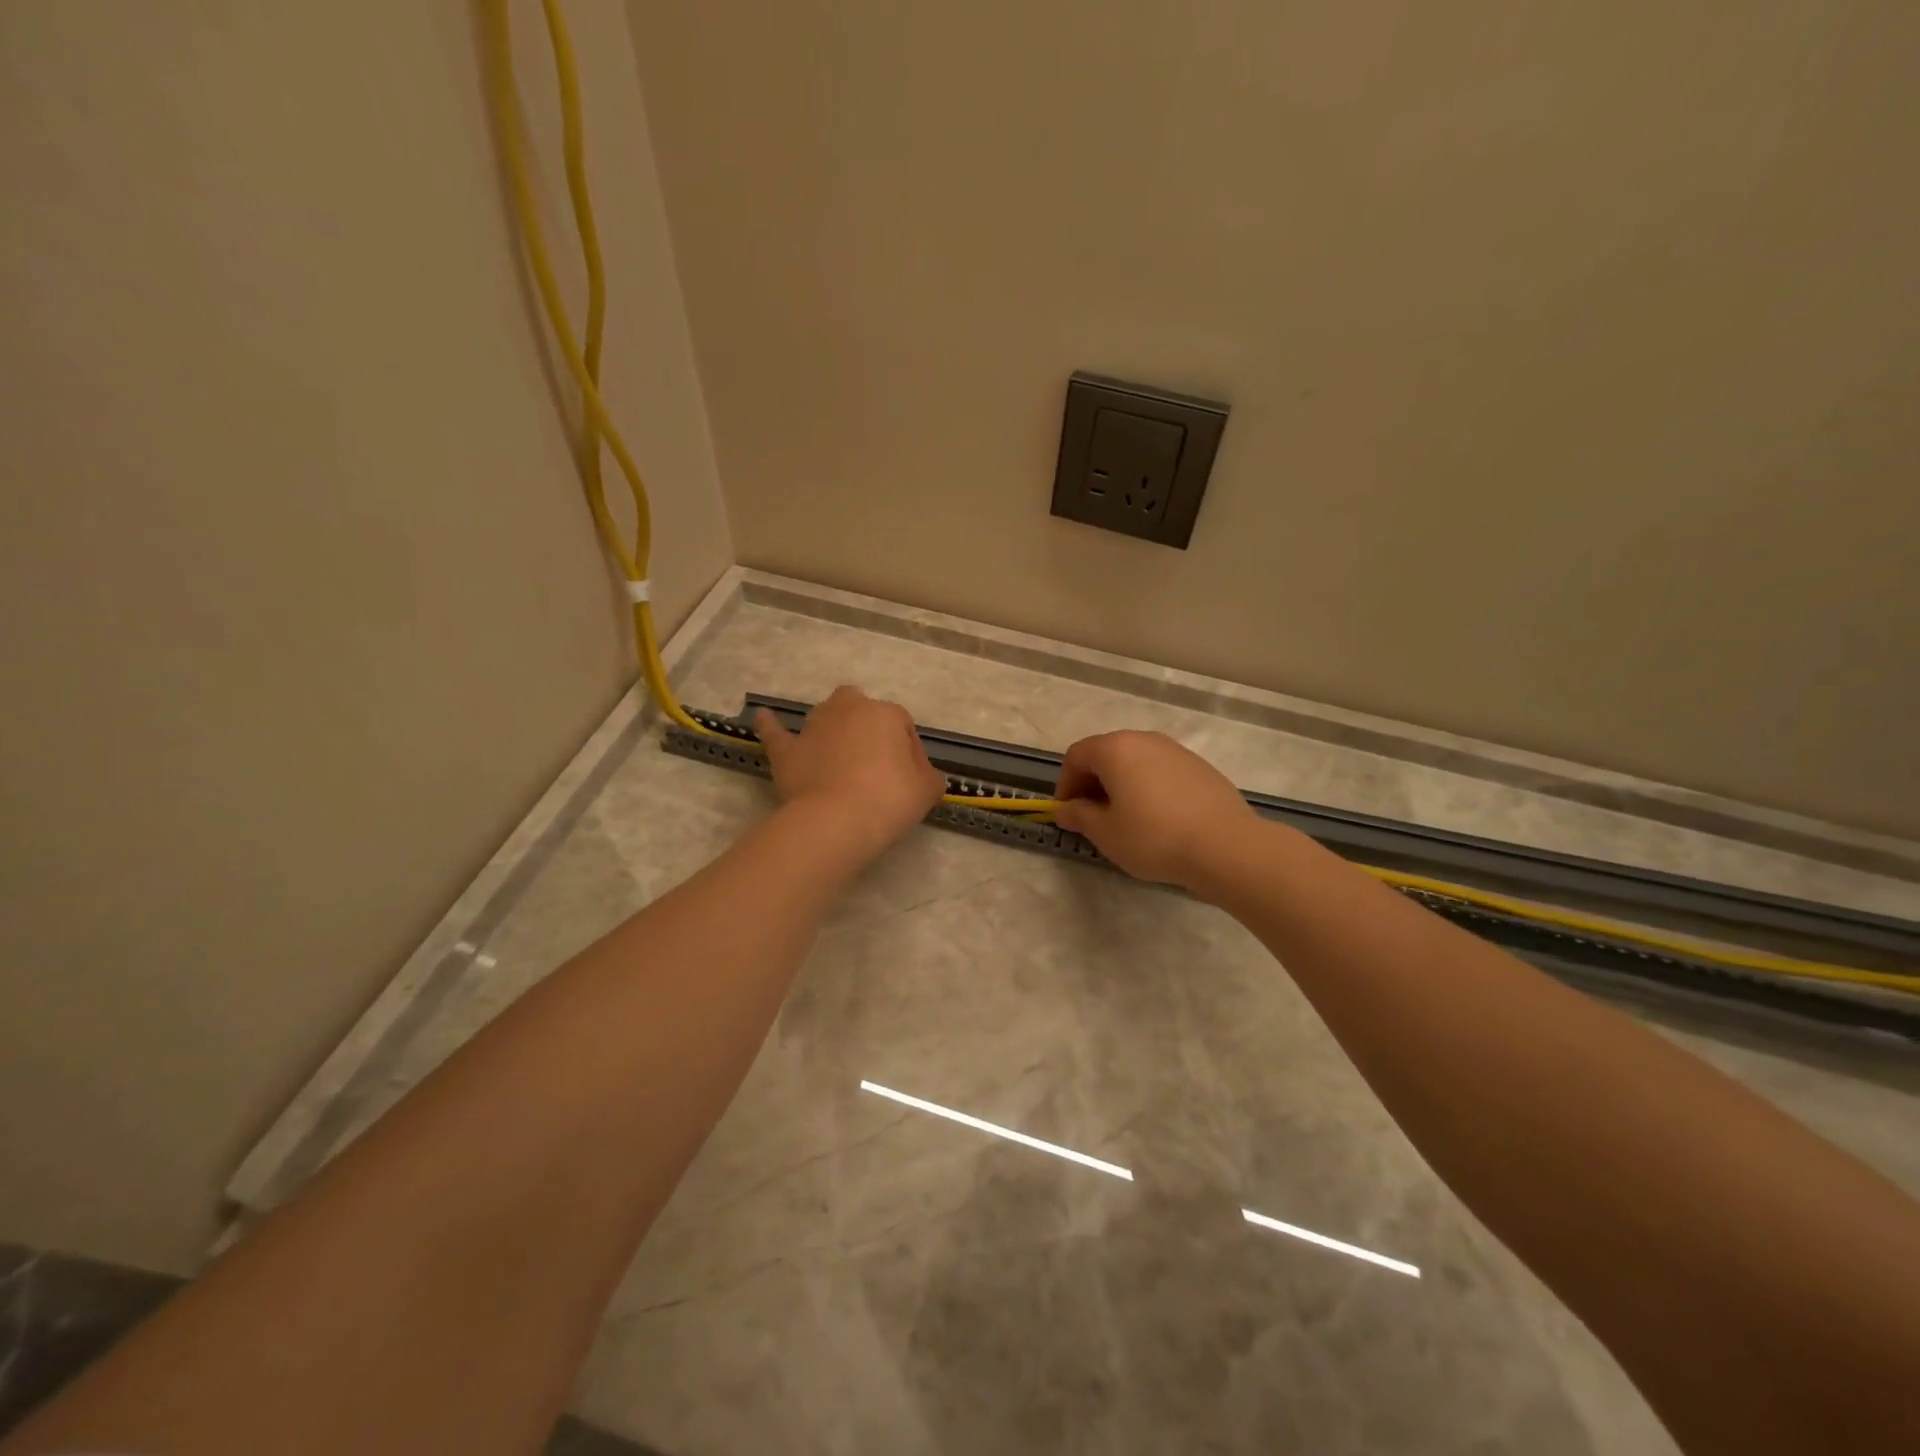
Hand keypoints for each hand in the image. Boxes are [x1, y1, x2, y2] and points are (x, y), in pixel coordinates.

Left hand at [753, 687, 944, 857]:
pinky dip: (772, 726)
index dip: (909, 752)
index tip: (910, 779)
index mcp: (886, 713)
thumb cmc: (889, 800)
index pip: (903, 725)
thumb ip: (930, 778)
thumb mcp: (927, 791)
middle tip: (873, 761)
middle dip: (865, 725)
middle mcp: (848, 710)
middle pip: (860, 707)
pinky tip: (764, 717)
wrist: (837, 821)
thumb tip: (925, 777)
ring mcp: (814, 727)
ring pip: (824, 717)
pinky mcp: (787, 750)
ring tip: (838, 757)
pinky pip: (777, 733)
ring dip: (832, 730)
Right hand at [1054, 730, 1255, 889]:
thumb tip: (1065, 809)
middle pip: (1106, 754)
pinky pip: (1160, 770)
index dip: (1065, 783)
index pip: (1076, 755)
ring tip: (1125, 819)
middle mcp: (1144, 739)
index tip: (1068, 812)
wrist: (1225, 845)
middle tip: (1092, 816)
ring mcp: (1175, 750)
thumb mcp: (1105, 833)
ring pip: (1135, 761)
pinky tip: (1157, 818)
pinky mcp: (1199, 766)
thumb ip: (1079, 816)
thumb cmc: (1154, 837)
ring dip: (1120, 784)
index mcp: (1115, 749)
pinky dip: (1148, 787)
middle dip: (1092, 782)